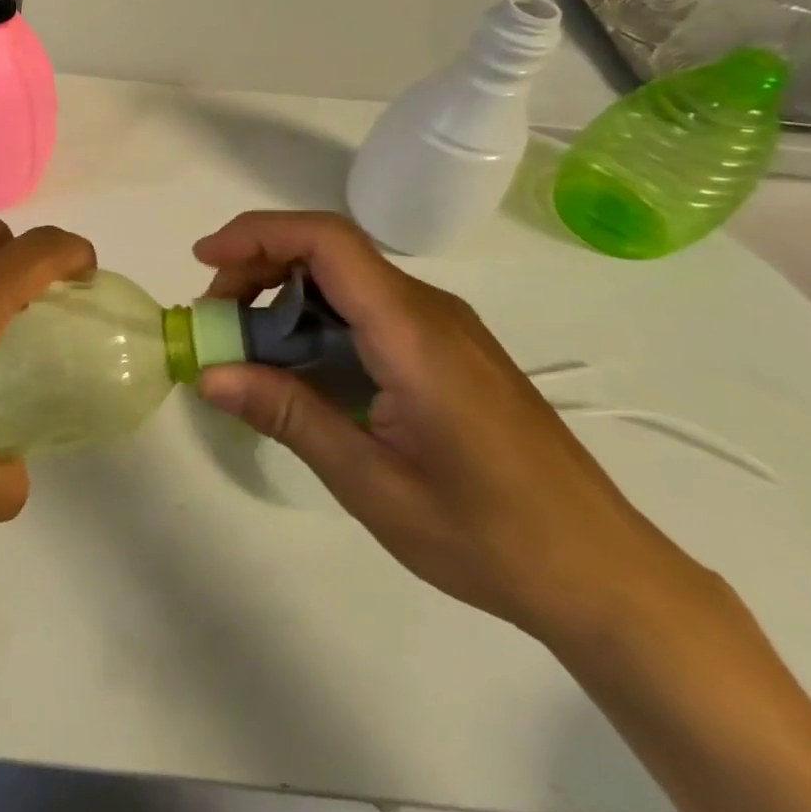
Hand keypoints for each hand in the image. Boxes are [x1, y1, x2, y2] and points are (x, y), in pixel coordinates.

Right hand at [193, 211, 708, 643]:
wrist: (607, 575)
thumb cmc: (490, 536)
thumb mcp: (371, 484)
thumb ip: (288, 416)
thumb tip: (209, 373)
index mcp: (413, 334)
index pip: (327, 242)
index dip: (257, 235)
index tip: (203, 262)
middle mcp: (429, 311)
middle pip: (328, 251)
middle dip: (257, 268)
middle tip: (216, 323)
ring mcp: (443, 328)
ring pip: (345, 279)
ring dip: (283, 297)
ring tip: (246, 351)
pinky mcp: (447, 350)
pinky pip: (367, 310)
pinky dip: (315, 321)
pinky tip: (300, 371)